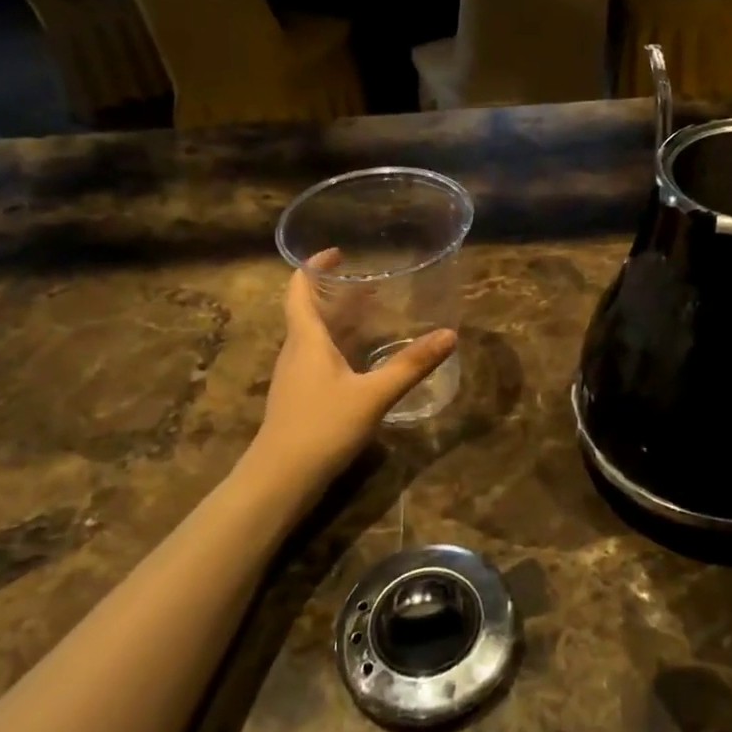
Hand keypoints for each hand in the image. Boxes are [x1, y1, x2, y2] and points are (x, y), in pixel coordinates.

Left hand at [252, 269, 455, 487]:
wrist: (281, 478)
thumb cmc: (323, 426)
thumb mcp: (374, 394)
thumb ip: (411, 365)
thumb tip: (449, 335)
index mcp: (307, 339)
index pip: (299, 289)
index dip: (314, 267)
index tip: (339, 253)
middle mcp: (296, 351)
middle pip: (310, 310)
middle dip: (338, 293)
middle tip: (373, 285)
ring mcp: (295, 376)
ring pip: (315, 336)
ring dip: (340, 320)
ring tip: (374, 315)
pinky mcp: (300, 397)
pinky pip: (319, 358)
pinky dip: (340, 346)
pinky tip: (363, 360)